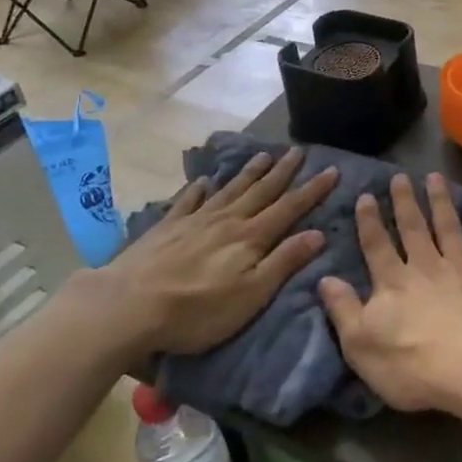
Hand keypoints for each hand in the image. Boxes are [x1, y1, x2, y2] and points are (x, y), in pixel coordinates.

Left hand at [94, 148, 338, 356]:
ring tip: (264, 155)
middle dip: (283, 172)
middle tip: (299, 151)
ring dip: (249, 173)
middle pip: (261, 191)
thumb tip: (318, 233)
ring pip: (229, 190)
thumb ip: (283, 262)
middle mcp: (226, 221)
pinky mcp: (166, 228)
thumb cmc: (197, 310)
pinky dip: (198, 190)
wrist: (129, 304)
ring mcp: (194, 221)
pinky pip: (188, 201)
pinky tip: (203, 182)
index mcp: (250, 238)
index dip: (312, 190)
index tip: (332, 170)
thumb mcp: (251, 295)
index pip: (289, 208)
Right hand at [318, 172, 461, 412]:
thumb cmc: (413, 365)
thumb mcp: (361, 345)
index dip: (369, 221)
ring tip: (436, 177)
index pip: (376, 246)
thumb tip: (324, 279)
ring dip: (442, 202)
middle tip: (400, 176)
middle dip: (405, 201)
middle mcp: (426, 268)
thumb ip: (343, 310)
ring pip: (450, 229)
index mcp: (393, 283)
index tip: (366, 195)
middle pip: (413, 228)